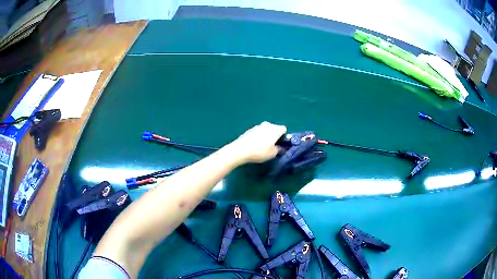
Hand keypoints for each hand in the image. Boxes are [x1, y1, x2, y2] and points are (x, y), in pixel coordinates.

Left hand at [227, 122, 286, 164]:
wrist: (240, 150)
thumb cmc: (259, 152)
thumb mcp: (272, 154)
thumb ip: (279, 149)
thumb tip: (280, 147)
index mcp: (275, 129)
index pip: (284, 129)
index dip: (284, 136)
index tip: (280, 144)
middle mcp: (267, 125)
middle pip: (275, 128)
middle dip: (275, 135)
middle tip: (272, 146)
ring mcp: (258, 126)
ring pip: (266, 130)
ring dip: (267, 135)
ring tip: (263, 146)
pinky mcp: (250, 129)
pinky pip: (258, 132)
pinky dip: (259, 136)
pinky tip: (255, 145)